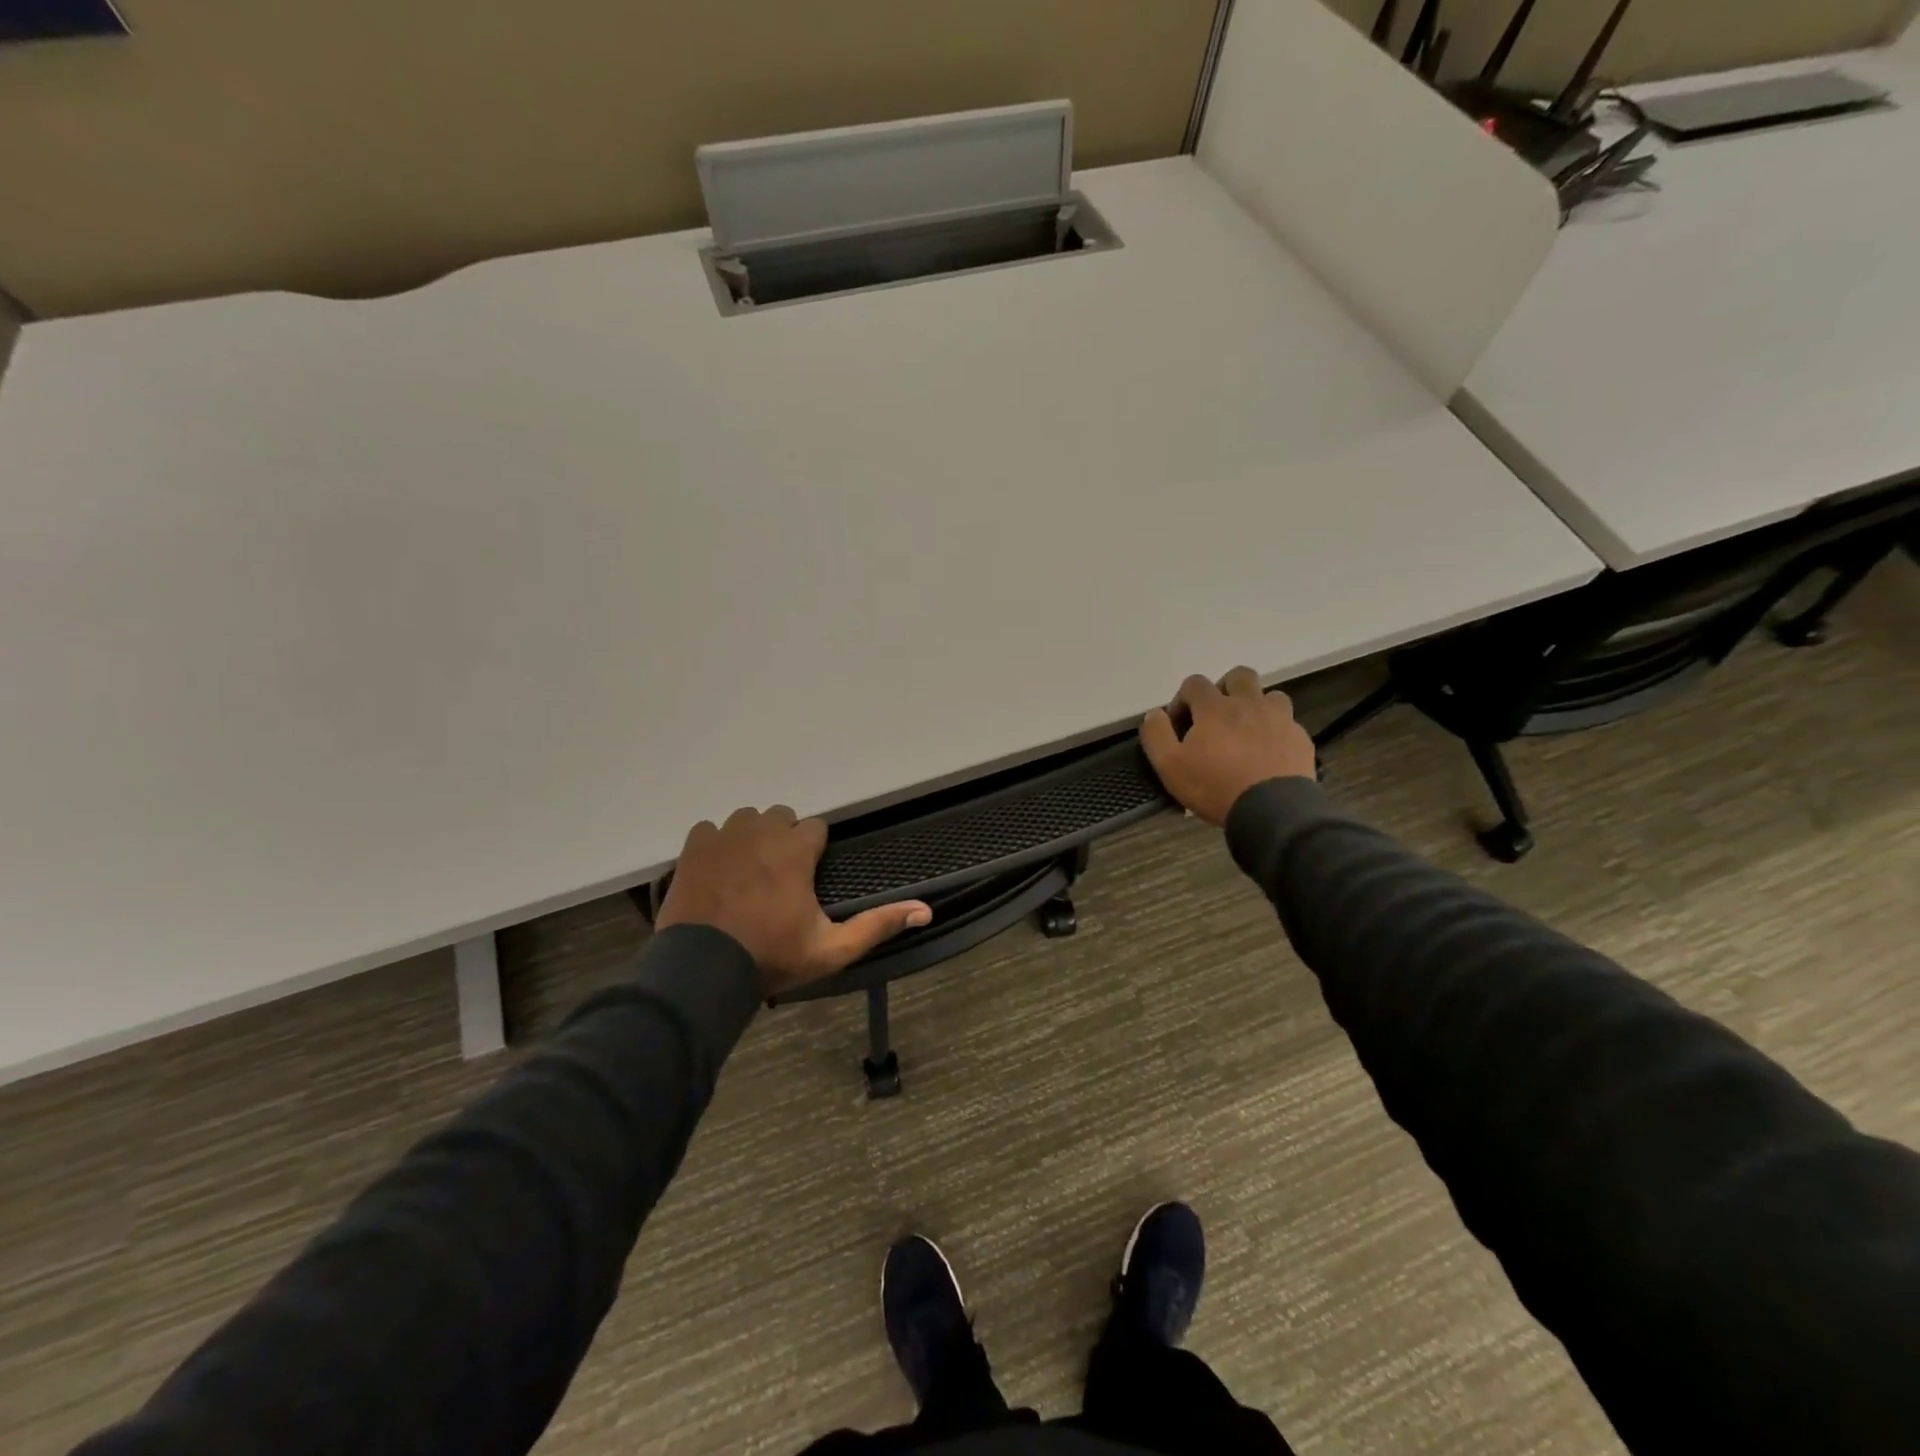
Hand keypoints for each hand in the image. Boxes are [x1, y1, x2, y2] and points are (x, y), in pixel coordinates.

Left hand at [655, 806, 932, 996]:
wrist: (703, 972)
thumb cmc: (772, 957)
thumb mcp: (831, 949)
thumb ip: (877, 925)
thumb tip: (925, 910)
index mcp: (795, 851)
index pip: (816, 826)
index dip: (814, 850)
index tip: (809, 875)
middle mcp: (761, 832)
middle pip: (781, 816)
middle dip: (784, 839)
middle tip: (780, 877)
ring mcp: (723, 837)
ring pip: (746, 819)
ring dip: (752, 837)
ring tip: (748, 872)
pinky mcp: (693, 848)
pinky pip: (709, 829)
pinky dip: (716, 844)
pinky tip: (718, 871)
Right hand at [1140, 668, 1316, 826]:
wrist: (1272, 811)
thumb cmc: (1215, 786)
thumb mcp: (1169, 766)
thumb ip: (1156, 734)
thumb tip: (1155, 713)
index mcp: (1214, 707)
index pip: (1194, 683)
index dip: (1182, 699)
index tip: (1180, 725)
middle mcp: (1249, 704)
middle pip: (1239, 676)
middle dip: (1224, 689)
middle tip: (1216, 716)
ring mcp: (1279, 719)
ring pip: (1270, 696)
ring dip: (1256, 707)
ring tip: (1247, 732)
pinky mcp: (1300, 738)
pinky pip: (1288, 724)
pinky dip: (1276, 731)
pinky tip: (1268, 753)